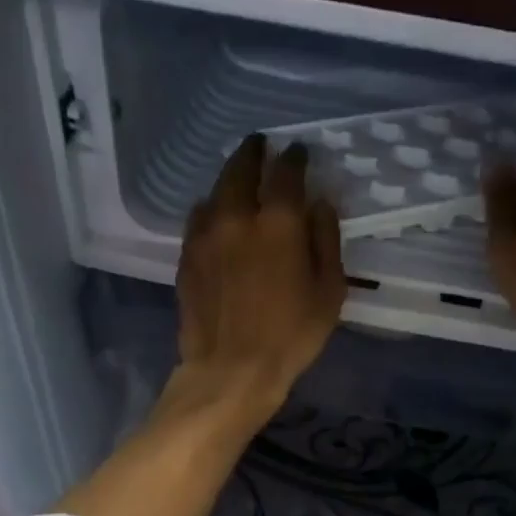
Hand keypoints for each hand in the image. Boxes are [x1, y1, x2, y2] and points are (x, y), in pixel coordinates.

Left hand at [174, 134, 345, 420]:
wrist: (231, 369)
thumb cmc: (291, 335)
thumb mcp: (328, 291)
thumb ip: (326, 240)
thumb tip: (319, 204)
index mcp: (278, 223)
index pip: (286, 173)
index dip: (295, 158)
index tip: (299, 152)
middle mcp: (237, 216)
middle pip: (241, 168)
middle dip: (254, 152)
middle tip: (261, 145)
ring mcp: (205, 235)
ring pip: (215, 190)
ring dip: (229, 178)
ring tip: (239, 178)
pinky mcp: (187, 257)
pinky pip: (198, 218)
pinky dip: (211, 208)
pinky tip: (216, 216)